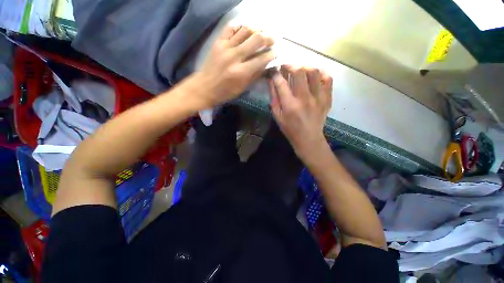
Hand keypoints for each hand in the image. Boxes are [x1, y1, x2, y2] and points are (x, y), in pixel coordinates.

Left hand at [197, 26, 274, 106]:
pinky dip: (240, 27)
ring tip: (262, 33)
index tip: (275, 53)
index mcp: (241, 72)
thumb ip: (255, 75)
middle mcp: (234, 57)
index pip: (261, 59)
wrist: (205, 87)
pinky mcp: (218, 42)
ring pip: (245, 30)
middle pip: (256, 39)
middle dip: (268, 38)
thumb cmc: (225, 92)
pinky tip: (246, 31)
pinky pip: (231, 28)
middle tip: (272, 40)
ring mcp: (225, 47)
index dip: (271, 55)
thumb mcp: (242, 88)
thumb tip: (266, 64)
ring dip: (257, 29)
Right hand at [269, 65, 332, 160]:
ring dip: (305, 66)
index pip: (281, 82)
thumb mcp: (277, 116)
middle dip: (290, 64)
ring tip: (299, 69)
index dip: (275, 73)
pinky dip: (321, 73)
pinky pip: (328, 79)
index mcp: (290, 105)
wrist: (308, 138)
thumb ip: (274, 98)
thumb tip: (272, 81)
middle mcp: (304, 99)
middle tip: (286, 65)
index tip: (274, 70)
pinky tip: (314, 76)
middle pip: (299, 72)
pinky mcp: (327, 99)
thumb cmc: (290, 129)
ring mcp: (318, 98)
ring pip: (314, 72)